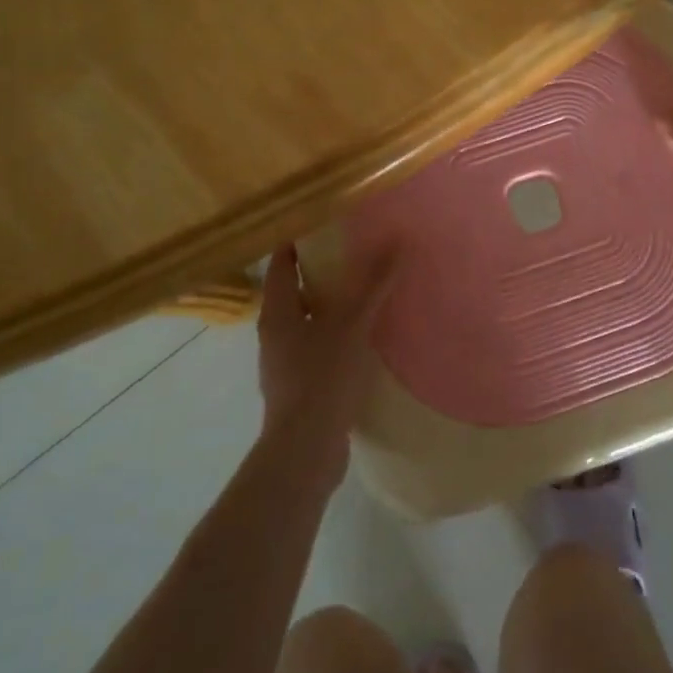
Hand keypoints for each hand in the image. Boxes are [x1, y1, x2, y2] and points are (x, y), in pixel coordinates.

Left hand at [256, 246, 390, 477]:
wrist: (305, 452)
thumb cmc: (321, 378)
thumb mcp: (352, 325)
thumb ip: (373, 285)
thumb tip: (397, 242)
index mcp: (277, 312)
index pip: (281, 263)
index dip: (296, 240)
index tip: (321, 220)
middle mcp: (275, 334)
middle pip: (293, 291)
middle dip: (319, 271)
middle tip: (352, 249)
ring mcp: (285, 363)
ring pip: (307, 321)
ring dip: (330, 305)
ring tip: (363, 290)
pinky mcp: (300, 387)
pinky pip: (318, 348)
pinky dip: (336, 335)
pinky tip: (364, 337)